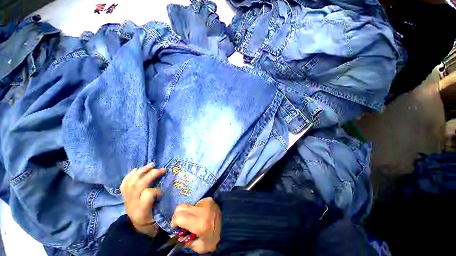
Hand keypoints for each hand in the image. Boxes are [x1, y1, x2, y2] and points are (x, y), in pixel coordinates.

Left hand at [120, 163, 164, 235]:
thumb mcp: (158, 217)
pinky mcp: (124, 195)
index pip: (147, 195)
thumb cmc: (151, 221)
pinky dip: (129, 175)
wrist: (137, 227)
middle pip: (139, 184)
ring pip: (132, 181)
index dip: (157, 190)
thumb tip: (162, 190)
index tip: (163, 192)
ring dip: (142, 171)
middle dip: (152, 174)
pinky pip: (124, 183)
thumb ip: (161, 204)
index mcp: (141, 210)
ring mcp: (126, 198)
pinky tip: (136, 170)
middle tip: (163, 170)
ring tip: (151, 165)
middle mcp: (132, 203)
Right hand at [171, 198, 221, 253]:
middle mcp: (201, 209)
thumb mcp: (200, 246)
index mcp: (199, 222)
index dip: (174, 222)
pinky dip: (195, 209)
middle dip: (177, 215)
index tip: (176, 228)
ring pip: (188, 204)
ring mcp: (205, 201)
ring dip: (187, 212)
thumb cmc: (216, 238)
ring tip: (194, 219)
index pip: (179, 216)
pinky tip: (201, 214)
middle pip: (180, 207)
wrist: (230, 224)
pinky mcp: (208, 199)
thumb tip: (178, 235)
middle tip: (181, 223)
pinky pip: (196, 203)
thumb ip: (186, 242)